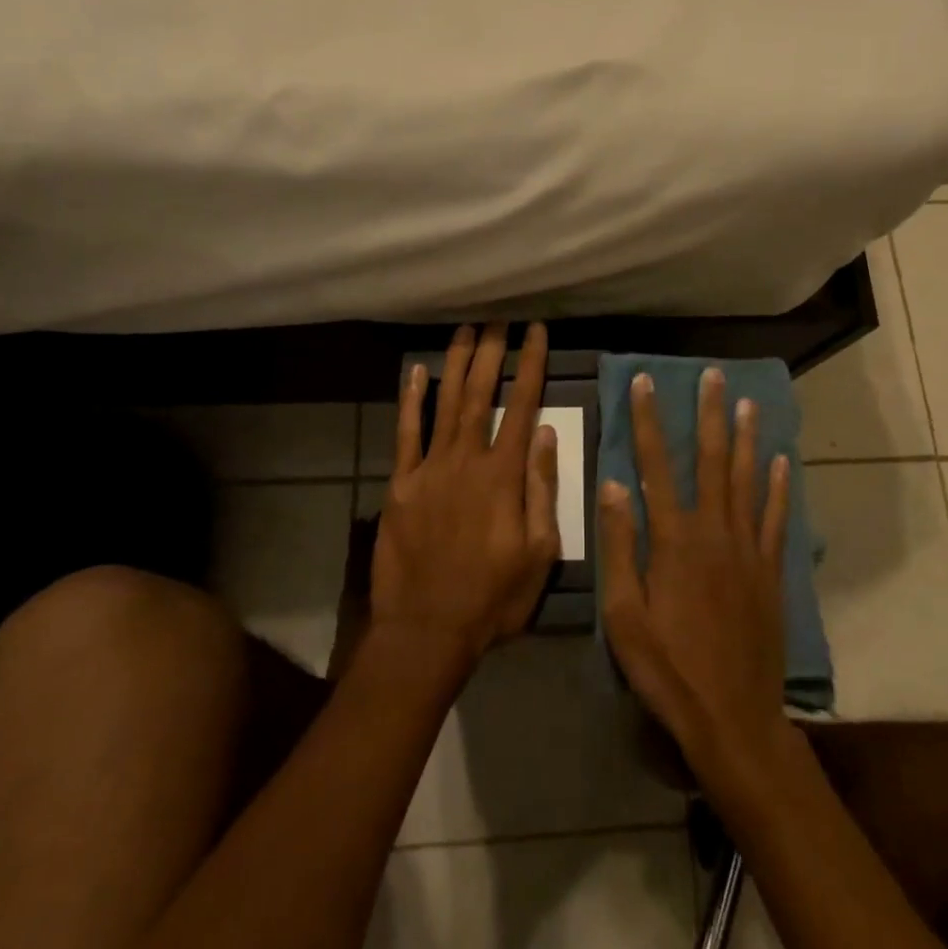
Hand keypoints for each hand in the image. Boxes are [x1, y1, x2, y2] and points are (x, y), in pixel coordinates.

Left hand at [372, 323, 560, 665]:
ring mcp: (429, 469)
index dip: (531, 365)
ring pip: (445, 403)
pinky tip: (416, 372)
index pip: (522, 406)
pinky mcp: (401, 484)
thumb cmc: (492, 597)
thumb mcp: (539, 553)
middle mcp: (466, 460)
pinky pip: (406, 434)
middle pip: (480, 394)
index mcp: (504, 476)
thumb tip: (546, 433)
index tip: (536, 331)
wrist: (426, 631)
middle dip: (492, 351)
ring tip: (466, 329)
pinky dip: (411, 400)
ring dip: (456, 363)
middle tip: (498, 317)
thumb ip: (542, 489)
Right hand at [598, 368, 792, 782]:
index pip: (655, 465)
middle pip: (712, 461)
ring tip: (748, 402)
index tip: (645, 382)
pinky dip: (779, 487)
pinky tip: (782, 462)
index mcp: (674, 539)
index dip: (649, 421)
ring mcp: (748, 550)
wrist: (733, 718)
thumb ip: (620, 545)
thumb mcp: (624, 614)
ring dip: (747, 438)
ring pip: (748, 480)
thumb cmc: (668, 668)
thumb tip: (614, 484)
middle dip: (709, 415)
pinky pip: (776, 519)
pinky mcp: (771, 572)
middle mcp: (714, 531)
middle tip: (713, 376)